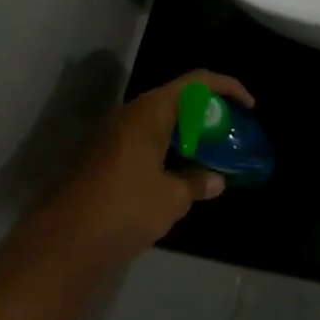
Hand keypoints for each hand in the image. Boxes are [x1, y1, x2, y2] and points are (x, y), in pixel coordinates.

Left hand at [34, 71, 253, 263]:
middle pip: (178, 97)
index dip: (227, 87)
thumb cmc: (128, 206)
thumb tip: (216, 180)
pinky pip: (147, 139)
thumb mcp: (173, 197)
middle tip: (230, 133)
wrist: (70, 237)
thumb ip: (198, 182)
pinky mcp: (107, 155)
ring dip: (188, 132)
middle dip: (208, 112)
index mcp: (151, 111)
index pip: (196, 82)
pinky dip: (169, 147)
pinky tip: (183, 172)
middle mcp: (132, 114)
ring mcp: (116, 134)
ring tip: (213, 153)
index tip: (249, 106)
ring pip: (161, 120)